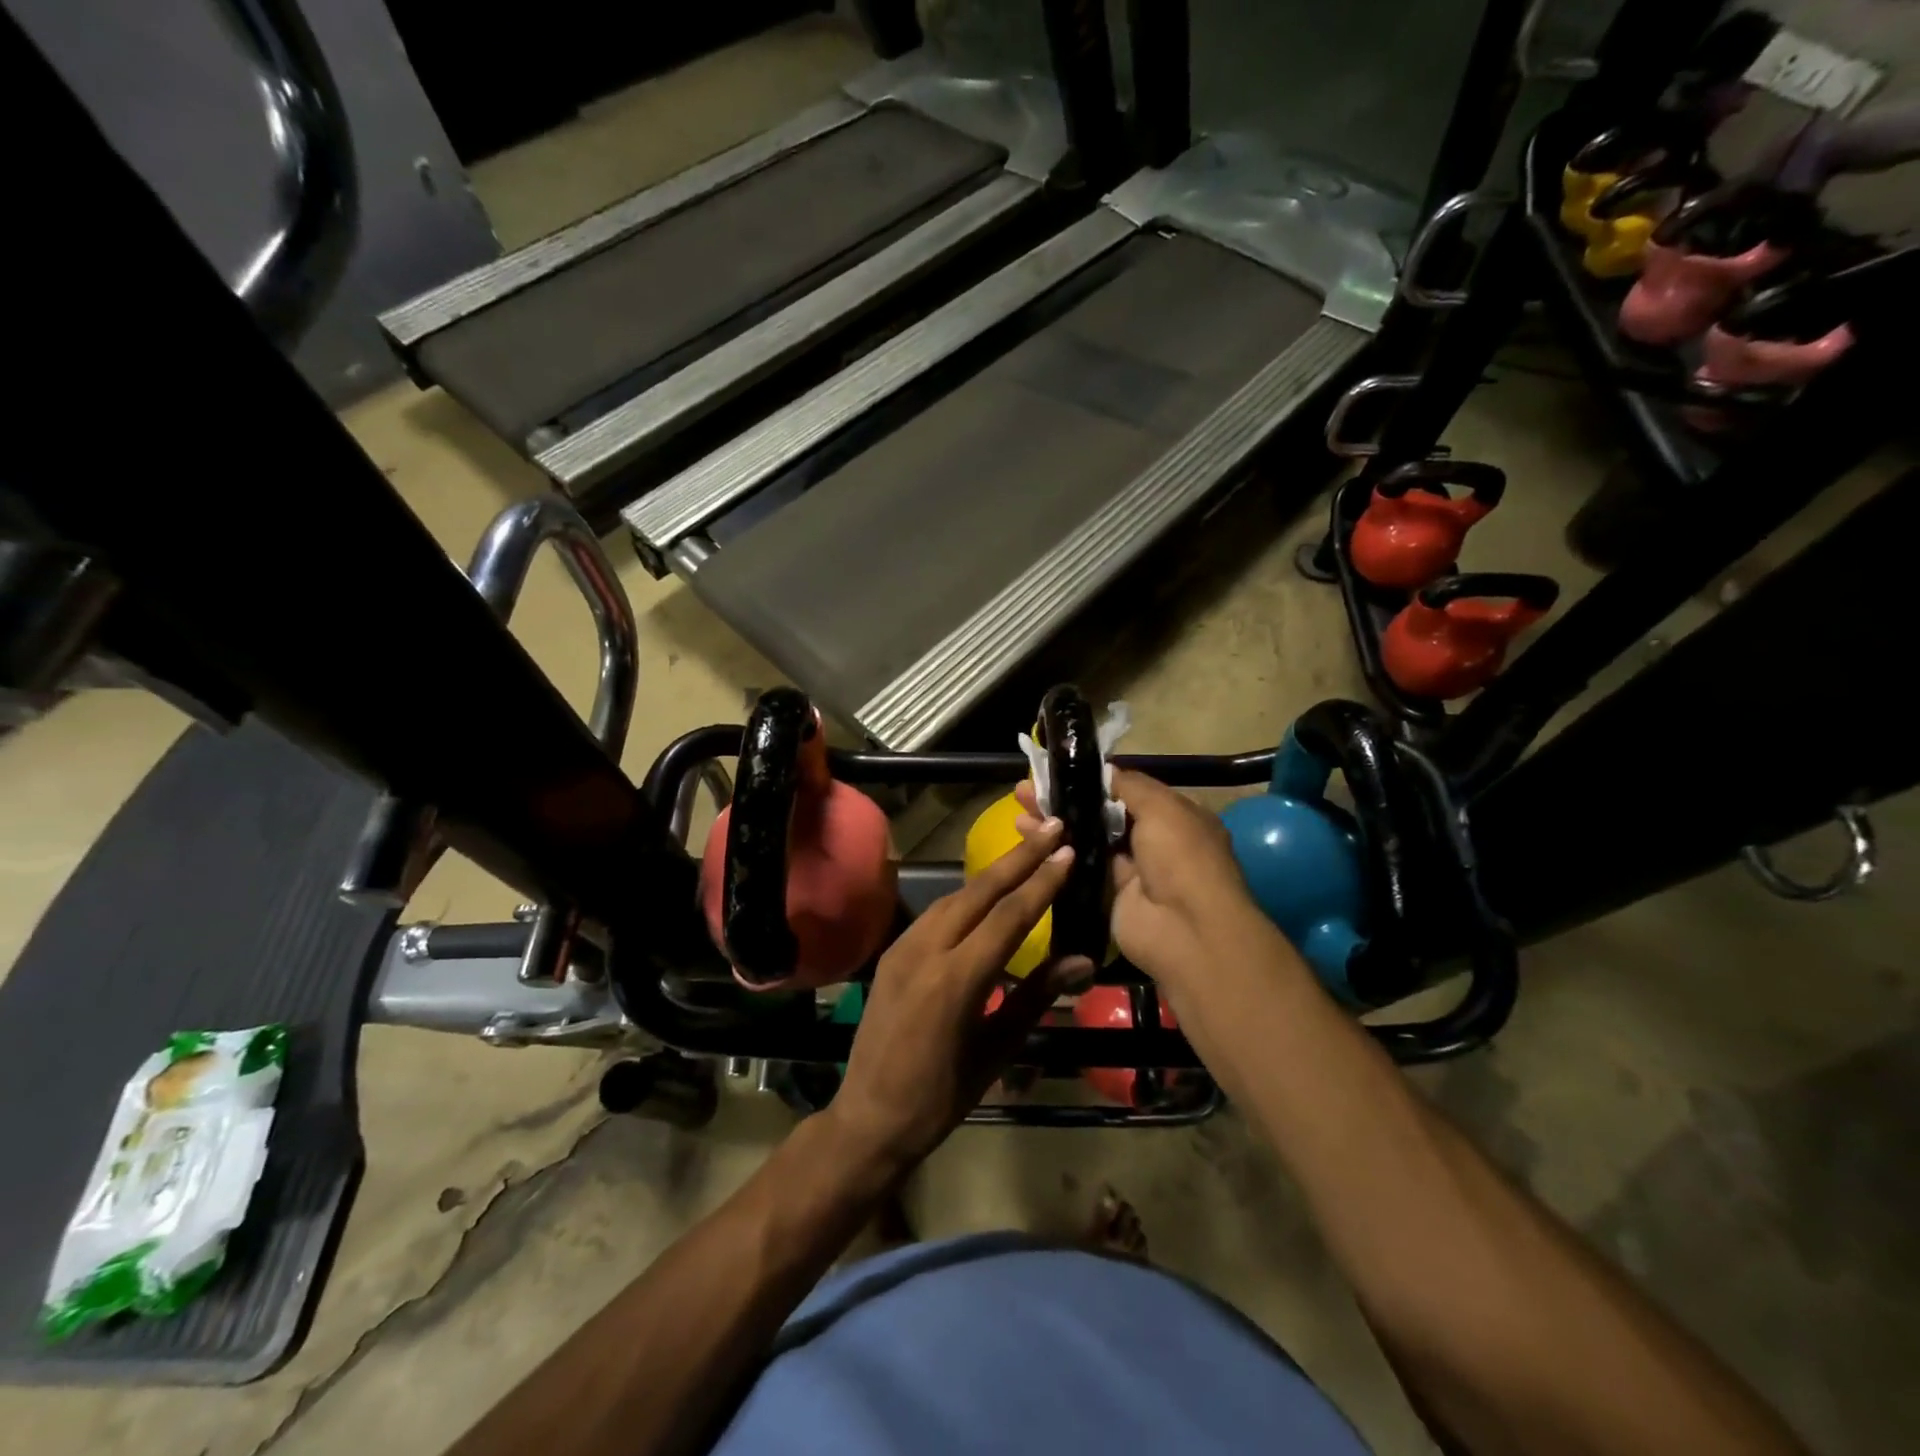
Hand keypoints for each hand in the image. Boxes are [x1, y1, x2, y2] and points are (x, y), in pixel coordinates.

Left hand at [825, 820, 1093, 1176]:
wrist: (869, 1117)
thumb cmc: (942, 1097)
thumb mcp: (997, 1050)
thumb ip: (1036, 996)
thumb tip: (1083, 960)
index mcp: (956, 980)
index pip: (1009, 916)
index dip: (1042, 882)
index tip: (1068, 851)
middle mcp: (925, 950)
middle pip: (979, 891)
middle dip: (1019, 857)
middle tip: (1053, 827)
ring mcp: (902, 948)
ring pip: (954, 897)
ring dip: (992, 874)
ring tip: (1027, 853)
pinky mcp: (891, 952)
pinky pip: (934, 913)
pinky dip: (966, 897)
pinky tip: (985, 894)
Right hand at [1016, 769, 1257, 984]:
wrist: (1186, 929)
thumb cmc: (1181, 857)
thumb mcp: (1162, 807)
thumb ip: (1129, 785)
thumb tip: (1104, 770)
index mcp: (1175, 816)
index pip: (1128, 791)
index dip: (1094, 781)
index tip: (1060, 771)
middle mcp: (1153, 841)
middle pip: (1100, 814)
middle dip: (1066, 799)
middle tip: (1028, 787)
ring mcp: (1129, 869)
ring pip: (1085, 838)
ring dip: (1054, 822)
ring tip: (1019, 804)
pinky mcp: (1106, 894)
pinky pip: (1077, 866)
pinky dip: (1054, 851)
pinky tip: (1024, 833)